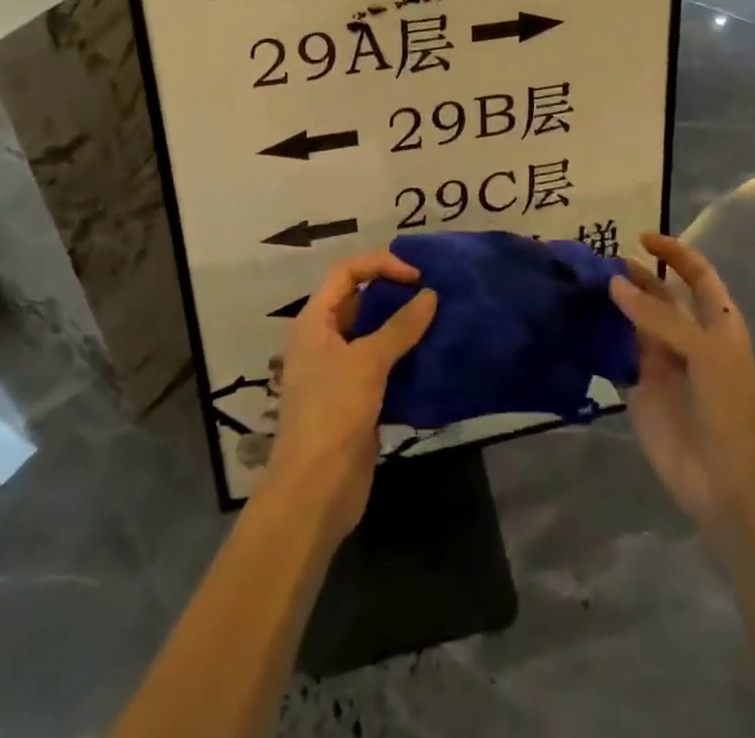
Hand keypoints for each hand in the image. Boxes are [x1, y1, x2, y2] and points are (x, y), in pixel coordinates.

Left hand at [266, 251, 437, 544]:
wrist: (315, 491)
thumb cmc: (333, 413)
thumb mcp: (367, 362)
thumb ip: (400, 327)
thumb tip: (430, 294)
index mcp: (314, 321)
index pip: (346, 272)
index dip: (380, 264)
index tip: (416, 276)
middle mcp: (323, 339)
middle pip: (360, 299)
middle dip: (395, 293)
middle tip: (433, 294)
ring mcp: (339, 370)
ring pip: (373, 334)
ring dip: (403, 327)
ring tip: (440, 321)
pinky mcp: (356, 398)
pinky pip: (382, 365)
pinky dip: (405, 357)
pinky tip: (433, 357)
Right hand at [610, 233, 754, 535]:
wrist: (729, 484)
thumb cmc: (731, 409)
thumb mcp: (704, 353)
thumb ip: (658, 318)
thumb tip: (614, 284)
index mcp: (715, 323)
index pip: (697, 275)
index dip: (675, 254)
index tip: (642, 238)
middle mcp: (686, 336)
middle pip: (658, 295)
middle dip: (634, 275)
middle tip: (598, 260)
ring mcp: (661, 362)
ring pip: (632, 321)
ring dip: (611, 303)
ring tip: (581, 283)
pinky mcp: (637, 388)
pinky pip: (614, 355)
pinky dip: (597, 338)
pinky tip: (575, 320)